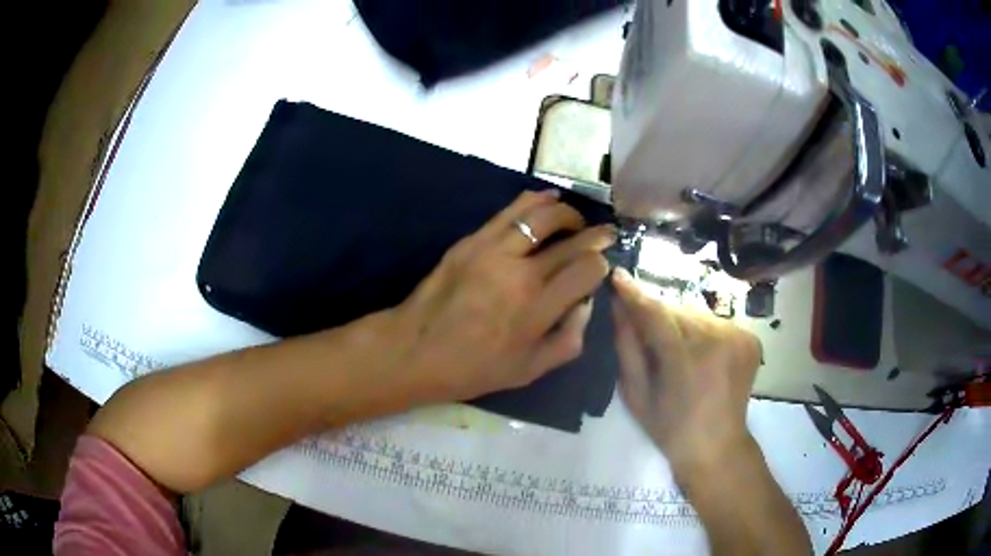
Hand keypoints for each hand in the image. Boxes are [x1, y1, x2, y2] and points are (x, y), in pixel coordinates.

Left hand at [388, 190, 614, 403]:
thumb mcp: (530, 370)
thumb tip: (586, 303)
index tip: (602, 265)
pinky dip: (535, 200)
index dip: (602, 263)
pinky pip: (510, 211)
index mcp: (538, 310)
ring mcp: (494, 251)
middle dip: (597, 235)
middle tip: (607, 233)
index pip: (587, 269)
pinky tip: (549, 199)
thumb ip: (569, 339)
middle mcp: (521, 274)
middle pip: (572, 241)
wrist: (416, 349)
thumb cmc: (474, 367)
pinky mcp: (473, 240)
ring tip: (576, 220)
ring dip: (568, 213)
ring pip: (544, 215)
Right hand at [611, 268, 762, 474]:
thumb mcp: (636, 394)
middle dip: (659, 315)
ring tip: (675, 347)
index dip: (635, 294)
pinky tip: (699, 352)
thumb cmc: (670, 428)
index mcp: (686, 359)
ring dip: (681, 322)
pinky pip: (716, 322)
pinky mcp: (751, 338)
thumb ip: (627, 347)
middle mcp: (717, 340)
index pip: (656, 313)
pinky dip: (703, 331)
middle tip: (646, 330)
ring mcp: (739, 337)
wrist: (717, 446)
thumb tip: (617, 306)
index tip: (617, 276)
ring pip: (697, 314)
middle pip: (678, 310)